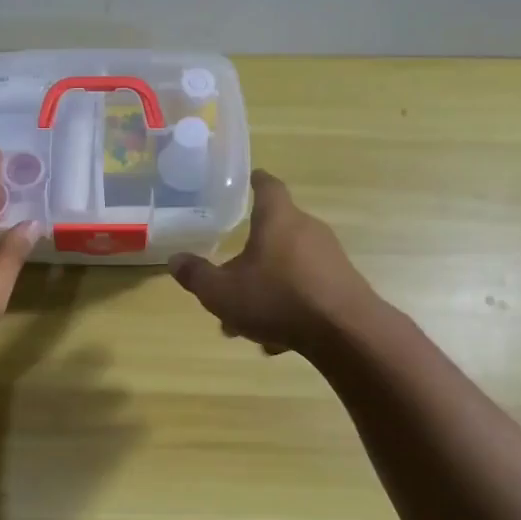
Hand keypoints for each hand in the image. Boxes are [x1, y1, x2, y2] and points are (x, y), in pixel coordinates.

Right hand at [169, 170, 375, 355]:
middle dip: (248, 256)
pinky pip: (306, 289)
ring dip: (266, 288)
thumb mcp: (222, 292)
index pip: (267, 186)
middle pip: (274, 232)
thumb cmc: (277, 299)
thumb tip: (175, 260)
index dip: (255, 181)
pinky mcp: (343, 284)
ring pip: (287, 266)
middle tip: (227, 278)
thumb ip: (196, 275)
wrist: (345, 333)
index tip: (248, 179)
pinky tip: (276, 340)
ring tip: (246, 323)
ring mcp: (329, 257)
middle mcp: (307, 229)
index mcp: (278, 219)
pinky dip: (288, 306)